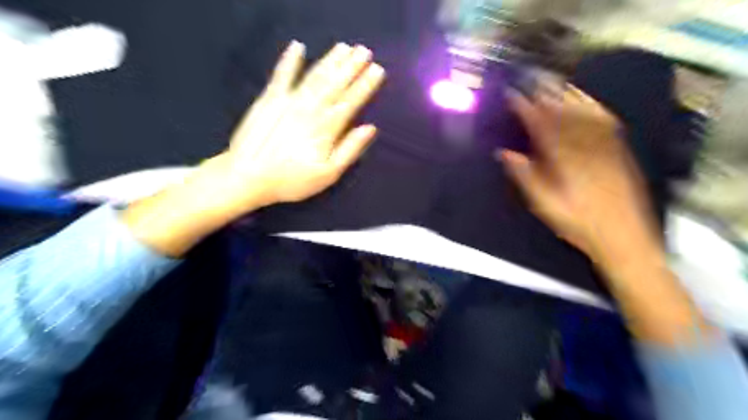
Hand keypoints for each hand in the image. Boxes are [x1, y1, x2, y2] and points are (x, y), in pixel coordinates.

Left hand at [212, 40, 384, 212]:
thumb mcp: (328, 174)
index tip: (378, 69)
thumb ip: (350, 150)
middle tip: (365, 50)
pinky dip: (289, 60)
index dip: (365, 85)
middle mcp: (311, 109)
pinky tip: (298, 46)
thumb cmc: (292, 180)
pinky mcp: (269, 99)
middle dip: (352, 66)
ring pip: (315, 76)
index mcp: (327, 128)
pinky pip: (282, 75)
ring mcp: (289, 101)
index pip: (351, 102)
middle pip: (335, 84)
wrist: (248, 177)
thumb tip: (370, 128)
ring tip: (345, 47)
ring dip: (331, 60)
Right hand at [495, 83, 711, 345]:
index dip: (526, 109)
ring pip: (585, 115)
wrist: (623, 238)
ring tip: (555, 84)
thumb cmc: (578, 225)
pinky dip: (594, 108)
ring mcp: (605, 149)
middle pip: (563, 115)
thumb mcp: (544, 205)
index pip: (541, 127)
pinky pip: (606, 124)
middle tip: (532, 82)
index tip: (514, 97)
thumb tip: (505, 154)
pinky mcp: (620, 153)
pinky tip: (588, 102)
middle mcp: (585, 149)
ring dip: (568, 97)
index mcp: (563, 162)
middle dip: (546, 96)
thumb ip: (525, 177)